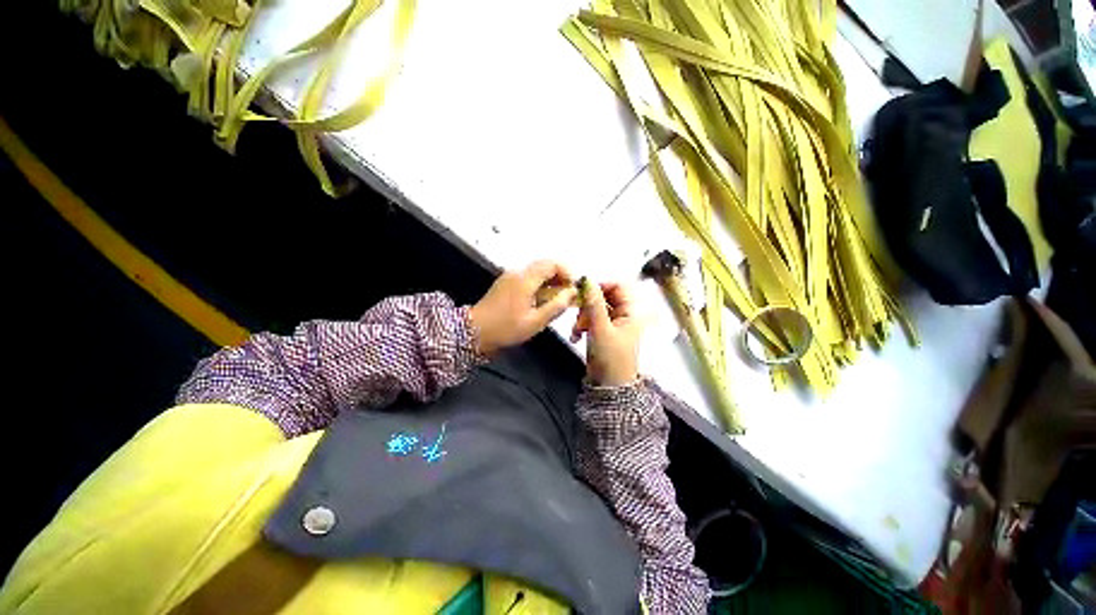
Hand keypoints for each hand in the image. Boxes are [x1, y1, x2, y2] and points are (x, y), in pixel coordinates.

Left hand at [469, 260, 576, 356]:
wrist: (474, 332)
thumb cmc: (505, 328)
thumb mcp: (535, 322)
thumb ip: (556, 306)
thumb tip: (572, 292)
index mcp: (525, 279)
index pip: (552, 264)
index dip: (567, 273)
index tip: (574, 288)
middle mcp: (518, 272)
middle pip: (545, 265)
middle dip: (560, 277)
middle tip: (568, 294)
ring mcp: (510, 276)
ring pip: (537, 271)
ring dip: (550, 281)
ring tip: (557, 299)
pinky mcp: (506, 283)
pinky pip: (528, 278)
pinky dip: (540, 285)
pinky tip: (542, 301)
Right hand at [571, 280, 643, 385]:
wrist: (609, 388)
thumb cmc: (611, 360)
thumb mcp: (600, 329)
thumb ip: (593, 304)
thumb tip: (587, 280)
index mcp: (631, 312)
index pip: (618, 285)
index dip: (601, 285)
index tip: (584, 292)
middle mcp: (624, 314)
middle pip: (604, 296)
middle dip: (588, 305)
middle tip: (578, 314)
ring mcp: (613, 323)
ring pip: (595, 308)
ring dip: (582, 317)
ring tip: (577, 330)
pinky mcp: (603, 331)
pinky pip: (591, 319)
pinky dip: (582, 325)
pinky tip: (576, 336)